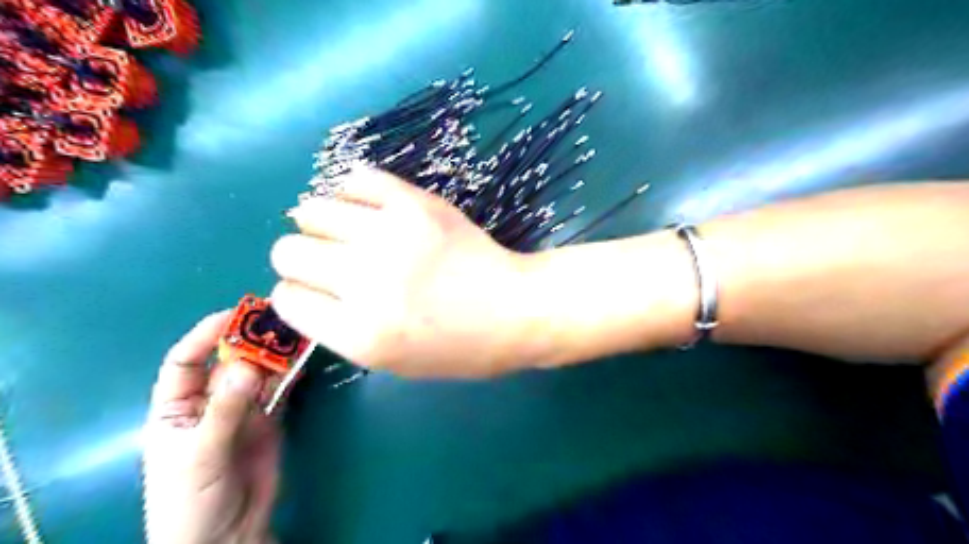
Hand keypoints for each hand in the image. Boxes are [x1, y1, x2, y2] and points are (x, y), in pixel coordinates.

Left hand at [143, 313, 279, 543]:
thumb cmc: (190, 500)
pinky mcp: (270, 419)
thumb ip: (224, 410)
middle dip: (250, 340)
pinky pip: (281, 389)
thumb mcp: (200, 455)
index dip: (205, 335)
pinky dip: (292, 374)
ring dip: (275, 354)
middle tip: (277, 319)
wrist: (226, 537)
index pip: (186, 361)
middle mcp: (211, 401)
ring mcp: (243, 409)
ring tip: (296, 332)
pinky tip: (304, 359)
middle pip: (229, 361)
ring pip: (259, 372)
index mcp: (177, 407)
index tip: (235, 315)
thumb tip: (250, 365)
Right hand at [273, 166, 542, 376]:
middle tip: (331, 261)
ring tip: (349, 232)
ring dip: (321, 223)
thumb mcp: (392, 362)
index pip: (287, 299)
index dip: (298, 294)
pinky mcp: (415, 204)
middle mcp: (364, 282)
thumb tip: (306, 287)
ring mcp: (390, 236)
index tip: (317, 291)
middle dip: (301, 259)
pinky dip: (352, 192)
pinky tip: (369, 208)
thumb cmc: (458, 347)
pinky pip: (356, 179)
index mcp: (358, 334)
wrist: (513, 309)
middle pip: (287, 251)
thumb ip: (341, 327)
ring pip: (311, 210)